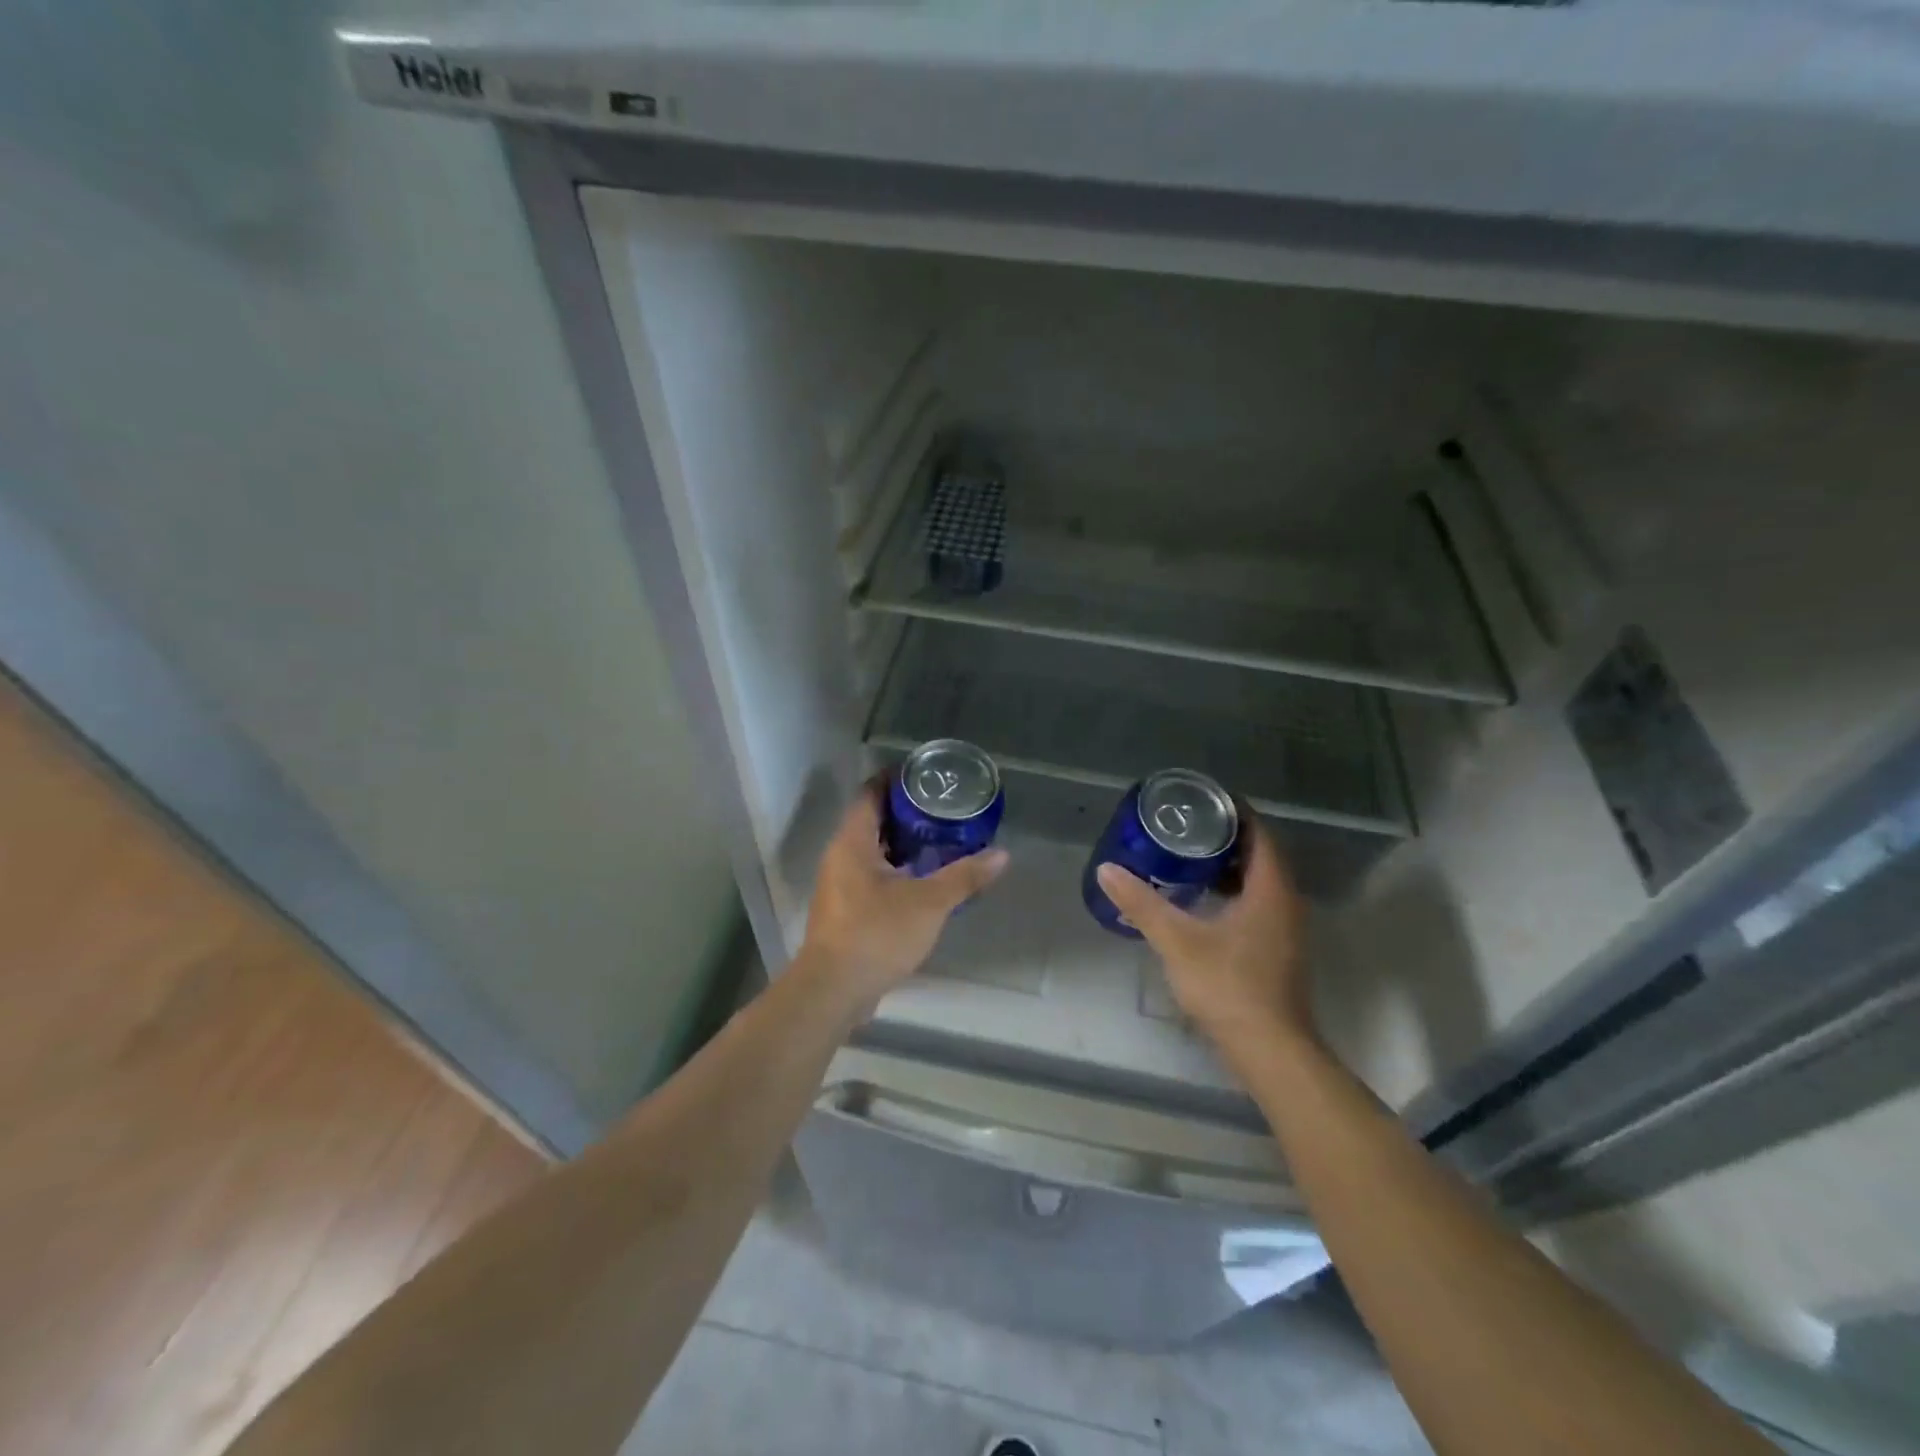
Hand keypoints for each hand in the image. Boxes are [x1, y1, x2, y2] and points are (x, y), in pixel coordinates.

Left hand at [798, 783, 1009, 1008]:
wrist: (834, 991)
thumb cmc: (877, 934)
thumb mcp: (929, 903)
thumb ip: (965, 876)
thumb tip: (1002, 855)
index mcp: (852, 842)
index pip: (870, 793)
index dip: (895, 779)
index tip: (925, 775)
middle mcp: (840, 856)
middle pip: (871, 820)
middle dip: (905, 812)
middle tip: (942, 807)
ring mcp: (838, 884)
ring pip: (871, 850)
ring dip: (901, 843)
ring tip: (939, 839)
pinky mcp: (844, 909)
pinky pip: (871, 875)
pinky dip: (895, 869)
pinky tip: (922, 879)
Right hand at [1095, 816, 1313, 1057]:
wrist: (1269, 1049)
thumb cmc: (1228, 986)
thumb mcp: (1177, 941)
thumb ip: (1142, 904)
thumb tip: (1107, 870)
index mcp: (1271, 890)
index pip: (1260, 834)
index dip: (1235, 812)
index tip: (1203, 799)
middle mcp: (1286, 903)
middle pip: (1262, 855)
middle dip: (1228, 837)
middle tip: (1187, 825)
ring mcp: (1286, 929)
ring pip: (1261, 882)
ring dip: (1231, 866)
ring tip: (1190, 856)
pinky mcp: (1279, 950)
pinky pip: (1259, 903)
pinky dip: (1235, 891)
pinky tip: (1204, 900)